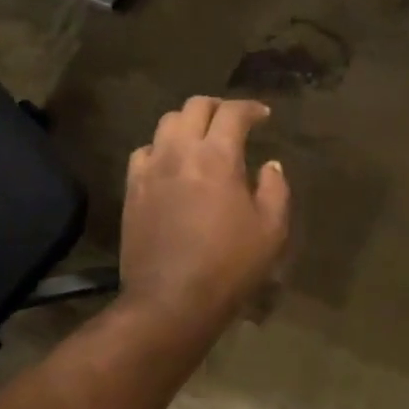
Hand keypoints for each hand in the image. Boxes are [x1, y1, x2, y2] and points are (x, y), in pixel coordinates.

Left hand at [120, 96, 290, 331]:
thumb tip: (270, 165)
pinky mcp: (132, 189)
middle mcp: (180, 152)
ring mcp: (151, 169)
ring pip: (166, 123)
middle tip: (233, 122)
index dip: (251, 108)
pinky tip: (171, 164)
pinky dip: (161, 148)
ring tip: (201, 139)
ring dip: (188, 123)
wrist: (170, 302)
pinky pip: (144, 151)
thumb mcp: (271, 231)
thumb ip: (276, 189)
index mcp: (217, 157)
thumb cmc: (228, 266)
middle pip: (195, 106)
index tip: (263, 116)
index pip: (233, 112)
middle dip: (218, 107)